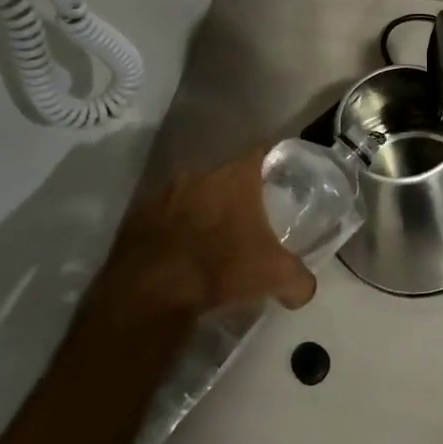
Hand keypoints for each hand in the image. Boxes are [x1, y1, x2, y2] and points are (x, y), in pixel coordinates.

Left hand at [90, 151, 316, 326]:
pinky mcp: (137, 217)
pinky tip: (179, 254)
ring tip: (211, 239)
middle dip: (235, 193)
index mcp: (235, 176)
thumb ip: (299, 279)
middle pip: (225, 175)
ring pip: (192, 194)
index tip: (280, 179)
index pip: (261, 151)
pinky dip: (173, 229)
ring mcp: (164, 193)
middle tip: (247, 218)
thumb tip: (305, 289)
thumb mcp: (274, 276)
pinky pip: (163, 216)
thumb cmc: (220, 268)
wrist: (150, 292)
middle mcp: (199, 174)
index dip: (272, 163)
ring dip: (201, 210)